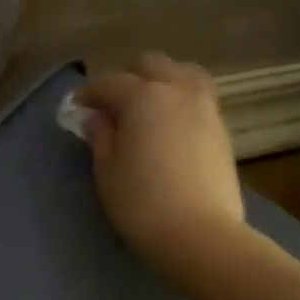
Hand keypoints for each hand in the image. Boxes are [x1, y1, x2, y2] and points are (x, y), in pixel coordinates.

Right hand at [76, 53, 245, 266]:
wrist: (200, 234)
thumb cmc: (141, 202)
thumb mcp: (106, 171)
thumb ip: (100, 136)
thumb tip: (98, 118)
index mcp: (143, 97)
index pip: (109, 83)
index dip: (89, 93)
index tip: (77, 107)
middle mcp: (177, 91)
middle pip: (151, 65)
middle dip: (128, 77)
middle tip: (112, 104)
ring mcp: (205, 108)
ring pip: (183, 74)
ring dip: (161, 81)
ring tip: (148, 107)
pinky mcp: (222, 130)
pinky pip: (199, 98)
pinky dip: (181, 100)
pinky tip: (170, 125)